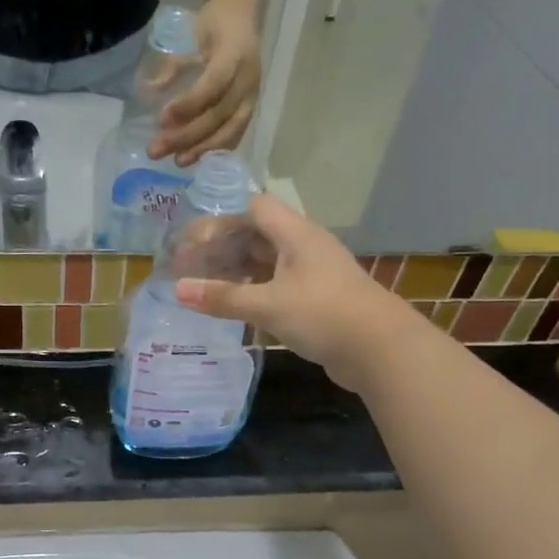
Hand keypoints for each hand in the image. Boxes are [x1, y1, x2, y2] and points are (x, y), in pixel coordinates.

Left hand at [153, 0, 260, 165]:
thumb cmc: (211, 25)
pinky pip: (236, 134)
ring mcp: (252, 95)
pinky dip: (216, 148)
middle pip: (218, 115)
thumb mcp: (189, 37)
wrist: (241, 16)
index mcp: (234, 54)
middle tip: (156, 150)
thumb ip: (172, 66)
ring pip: (230, 130)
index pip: (213, 85)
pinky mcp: (250, 108)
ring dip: (201, 149)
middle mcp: (248, 78)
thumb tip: (149, 91)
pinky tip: (196, 158)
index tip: (161, 119)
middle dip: (186, 136)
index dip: (188, 105)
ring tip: (177, 162)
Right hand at [174, 194, 415, 395]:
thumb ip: (223, 297)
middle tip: (188, 268)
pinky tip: (234, 308)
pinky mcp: (316, 300)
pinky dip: (252, 292)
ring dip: (236, 271)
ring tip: (204, 288)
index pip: (254, 208)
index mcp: (296, 235)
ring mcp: (312, 274)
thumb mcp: (267, 304)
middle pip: (257, 235)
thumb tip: (177, 290)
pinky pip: (276, 286)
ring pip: (266, 263)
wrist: (380, 350)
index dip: (222, 220)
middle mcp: (304, 247)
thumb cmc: (323, 315)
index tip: (193, 243)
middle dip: (222, 248)